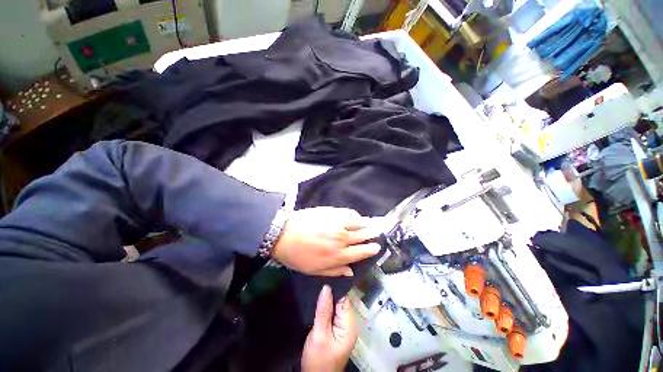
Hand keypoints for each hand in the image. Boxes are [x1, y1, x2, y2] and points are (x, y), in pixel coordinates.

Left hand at [272, 207, 380, 276]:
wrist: (284, 234)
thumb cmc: (298, 255)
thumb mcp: (315, 270)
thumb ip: (335, 271)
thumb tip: (351, 271)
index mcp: (338, 255)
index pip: (361, 252)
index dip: (371, 250)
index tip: (378, 247)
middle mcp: (342, 238)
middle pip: (363, 237)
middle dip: (372, 236)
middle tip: (378, 234)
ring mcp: (338, 223)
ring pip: (359, 223)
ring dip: (367, 224)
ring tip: (372, 224)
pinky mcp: (332, 212)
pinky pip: (349, 213)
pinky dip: (356, 215)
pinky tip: (357, 217)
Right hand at [302, 285, 356, 371]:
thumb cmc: (318, 361)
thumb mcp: (319, 335)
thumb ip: (323, 310)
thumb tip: (326, 287)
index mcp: (349, 326)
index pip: (345, 300)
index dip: (336, 288)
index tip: (327, 277)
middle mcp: (349, 325)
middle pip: (341, 302)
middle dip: (331, 293)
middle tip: (320, 281)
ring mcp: (343, 328)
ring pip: (336, 307)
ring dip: (328, 300)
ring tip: (318, 287)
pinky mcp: (336, 331)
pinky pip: (333, 314)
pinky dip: (327, 307)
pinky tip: (319, 301)